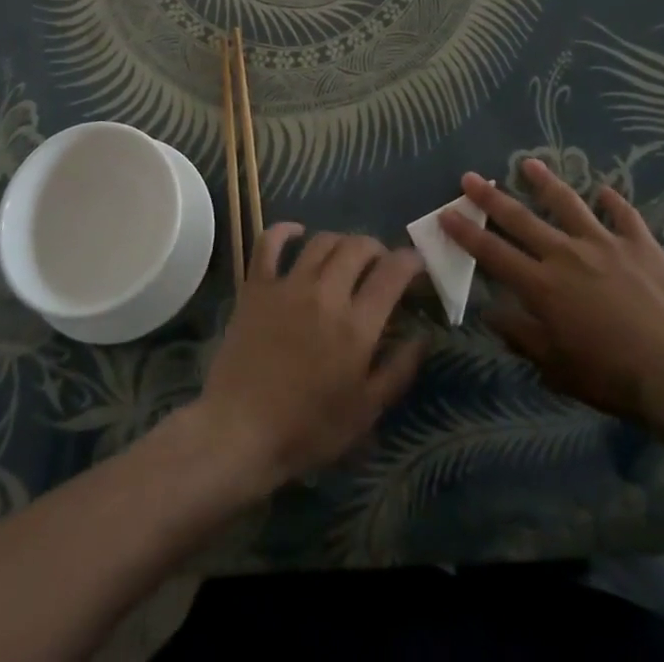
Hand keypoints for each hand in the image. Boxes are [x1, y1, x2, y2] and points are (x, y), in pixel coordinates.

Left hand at [190, 225, 427, 490]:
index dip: (410, 260)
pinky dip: (285, 231)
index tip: (415, 265)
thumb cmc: (307, 429)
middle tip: (380, 264)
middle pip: (358, 247)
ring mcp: (288, 285)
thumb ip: (399, 370)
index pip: (392, 272)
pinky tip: (297, 233)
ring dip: (341, 241)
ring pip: (322, 241)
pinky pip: (269, 242)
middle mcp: (326, 293)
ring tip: (346, 256)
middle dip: (377, 248)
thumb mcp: (365, 411)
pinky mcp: (256, 286)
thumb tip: (424, 335)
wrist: (238, 431)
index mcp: (356, 325)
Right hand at [440, 160, 663, 443]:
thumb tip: (491, 314)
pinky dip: (612, 201)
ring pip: (568, 203)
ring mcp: (605, 243)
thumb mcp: (559, 368)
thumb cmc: (615, 377)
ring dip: (545, 182)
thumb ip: (522, 337)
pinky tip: (605, 190)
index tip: (446, 213)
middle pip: (521, 219)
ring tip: (528, 163)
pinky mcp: (640, 243)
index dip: (467, 233)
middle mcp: (566, 255)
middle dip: (491, 197)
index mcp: (542, 286)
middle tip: (469, 177)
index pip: (494, 253)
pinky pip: (623, 214)